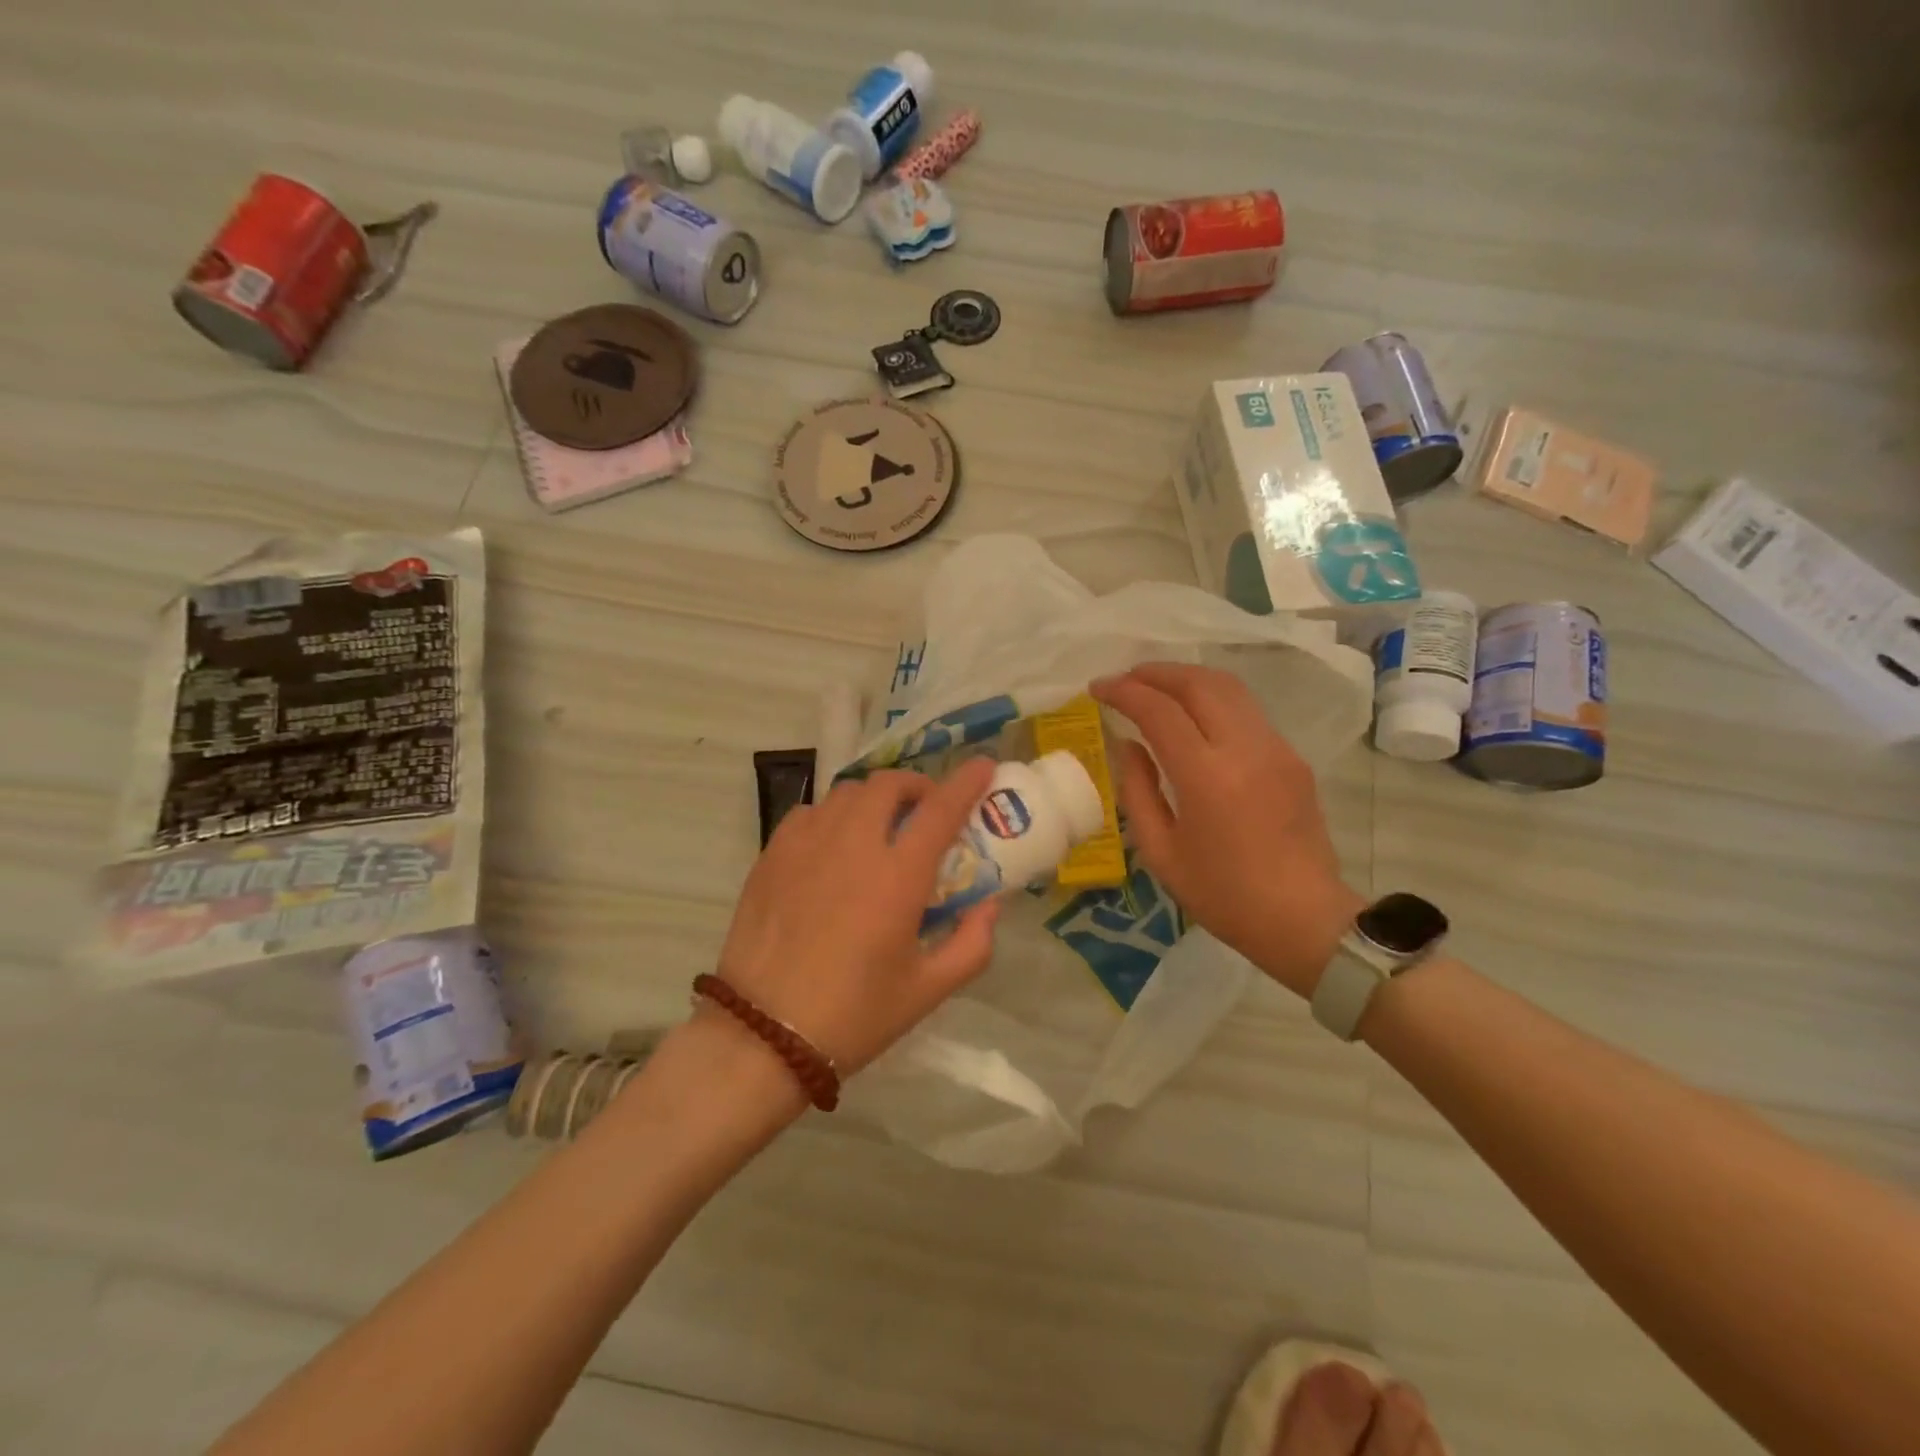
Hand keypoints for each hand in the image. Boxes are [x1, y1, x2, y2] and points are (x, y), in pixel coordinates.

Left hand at [714, 758, 1000, 1075]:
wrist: (763, 1036)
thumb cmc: (854, 1015)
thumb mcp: (927, 991)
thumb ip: (972, 944)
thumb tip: (990, 905)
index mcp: (898, 876)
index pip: (941, 809)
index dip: (966, 782)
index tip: (982, 766)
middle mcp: (853, 845)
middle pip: (888, 785)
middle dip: (915, 787)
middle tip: (924, 811)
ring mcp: (806, 844)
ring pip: (846, 793)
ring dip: (873, 800)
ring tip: (878, 828)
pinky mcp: (771, 855)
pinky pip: (809, 813)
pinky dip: (832, 816)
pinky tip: (832, 846)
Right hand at [1092, 663, 1363, 997]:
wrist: (1304, 919)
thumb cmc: (1223, 895)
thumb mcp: (1161, 852)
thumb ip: (1137, 791)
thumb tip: (1128, 745)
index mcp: (1206, 776)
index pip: (1159, 710)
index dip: (1124, 691)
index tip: (1098, 688)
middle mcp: (1245, 749)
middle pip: (1199, 683)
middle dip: (1156, 672)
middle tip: (1126, 679)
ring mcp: (1276, 748)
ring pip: (1229, 688)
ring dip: (1187, 679)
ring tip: (1156, 688)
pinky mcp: (1292, 757)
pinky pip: (1247, 711)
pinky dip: (1212, 700)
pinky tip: (1194, 718)